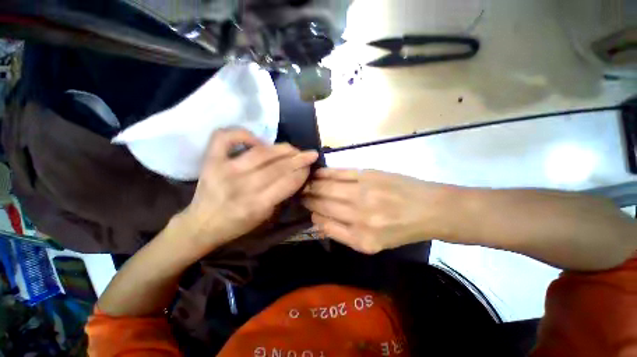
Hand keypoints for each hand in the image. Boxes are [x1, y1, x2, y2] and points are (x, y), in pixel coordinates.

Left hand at [179, 128, 317, 252]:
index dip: (302, 172)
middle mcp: (241, 186)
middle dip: (299, 158)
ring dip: (282, 148)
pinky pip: (226, 137)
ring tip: (293, 148)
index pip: (287, 183)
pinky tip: (257, 142)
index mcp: (256, 205)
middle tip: (309, 154)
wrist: (202, 224)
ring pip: (261, 153)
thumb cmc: (237, 224)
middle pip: (278, 166)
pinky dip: (244, 134)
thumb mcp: (265, 216)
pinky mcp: (210, 160)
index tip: (310, 166)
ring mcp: (224, 170)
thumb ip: (281, 195)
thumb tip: (295, 174)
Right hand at [302, 168, 455, 253]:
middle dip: (308, 199)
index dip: (312, 216)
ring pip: (326, 187)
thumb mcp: (374, 244)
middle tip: (300, 194)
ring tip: (305, 183)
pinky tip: (317, 173)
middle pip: (322, 204)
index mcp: (360, 239)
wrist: (430, 209)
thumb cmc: (401, 229)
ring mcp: (363, 193)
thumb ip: (344, 234)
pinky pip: (339, 173)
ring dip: (312, 185)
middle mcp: (359, 216)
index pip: (323, 225)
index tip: (307, 210)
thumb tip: (319, 219)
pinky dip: (325, 173)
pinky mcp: (368, 175)